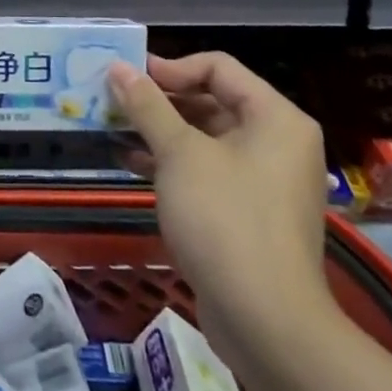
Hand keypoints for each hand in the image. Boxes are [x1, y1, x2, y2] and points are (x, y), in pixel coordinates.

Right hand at [109, 52, 336, 356]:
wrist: (267, 323)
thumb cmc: (225, 220)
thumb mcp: (179, 154)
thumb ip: (147, 105)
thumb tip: (118, 67)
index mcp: (276, 118)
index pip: (218, 67)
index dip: (170, 67)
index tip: (128, 78)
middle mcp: (277, 142)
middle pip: (212, 100)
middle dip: (160, 100)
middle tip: (114, 100)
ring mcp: (266, 180)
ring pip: (206, 137)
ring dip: (160, 131)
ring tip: (114, 128)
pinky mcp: (250, 212)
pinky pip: (209, 170)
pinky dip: (173, 163)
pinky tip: (132, 164)